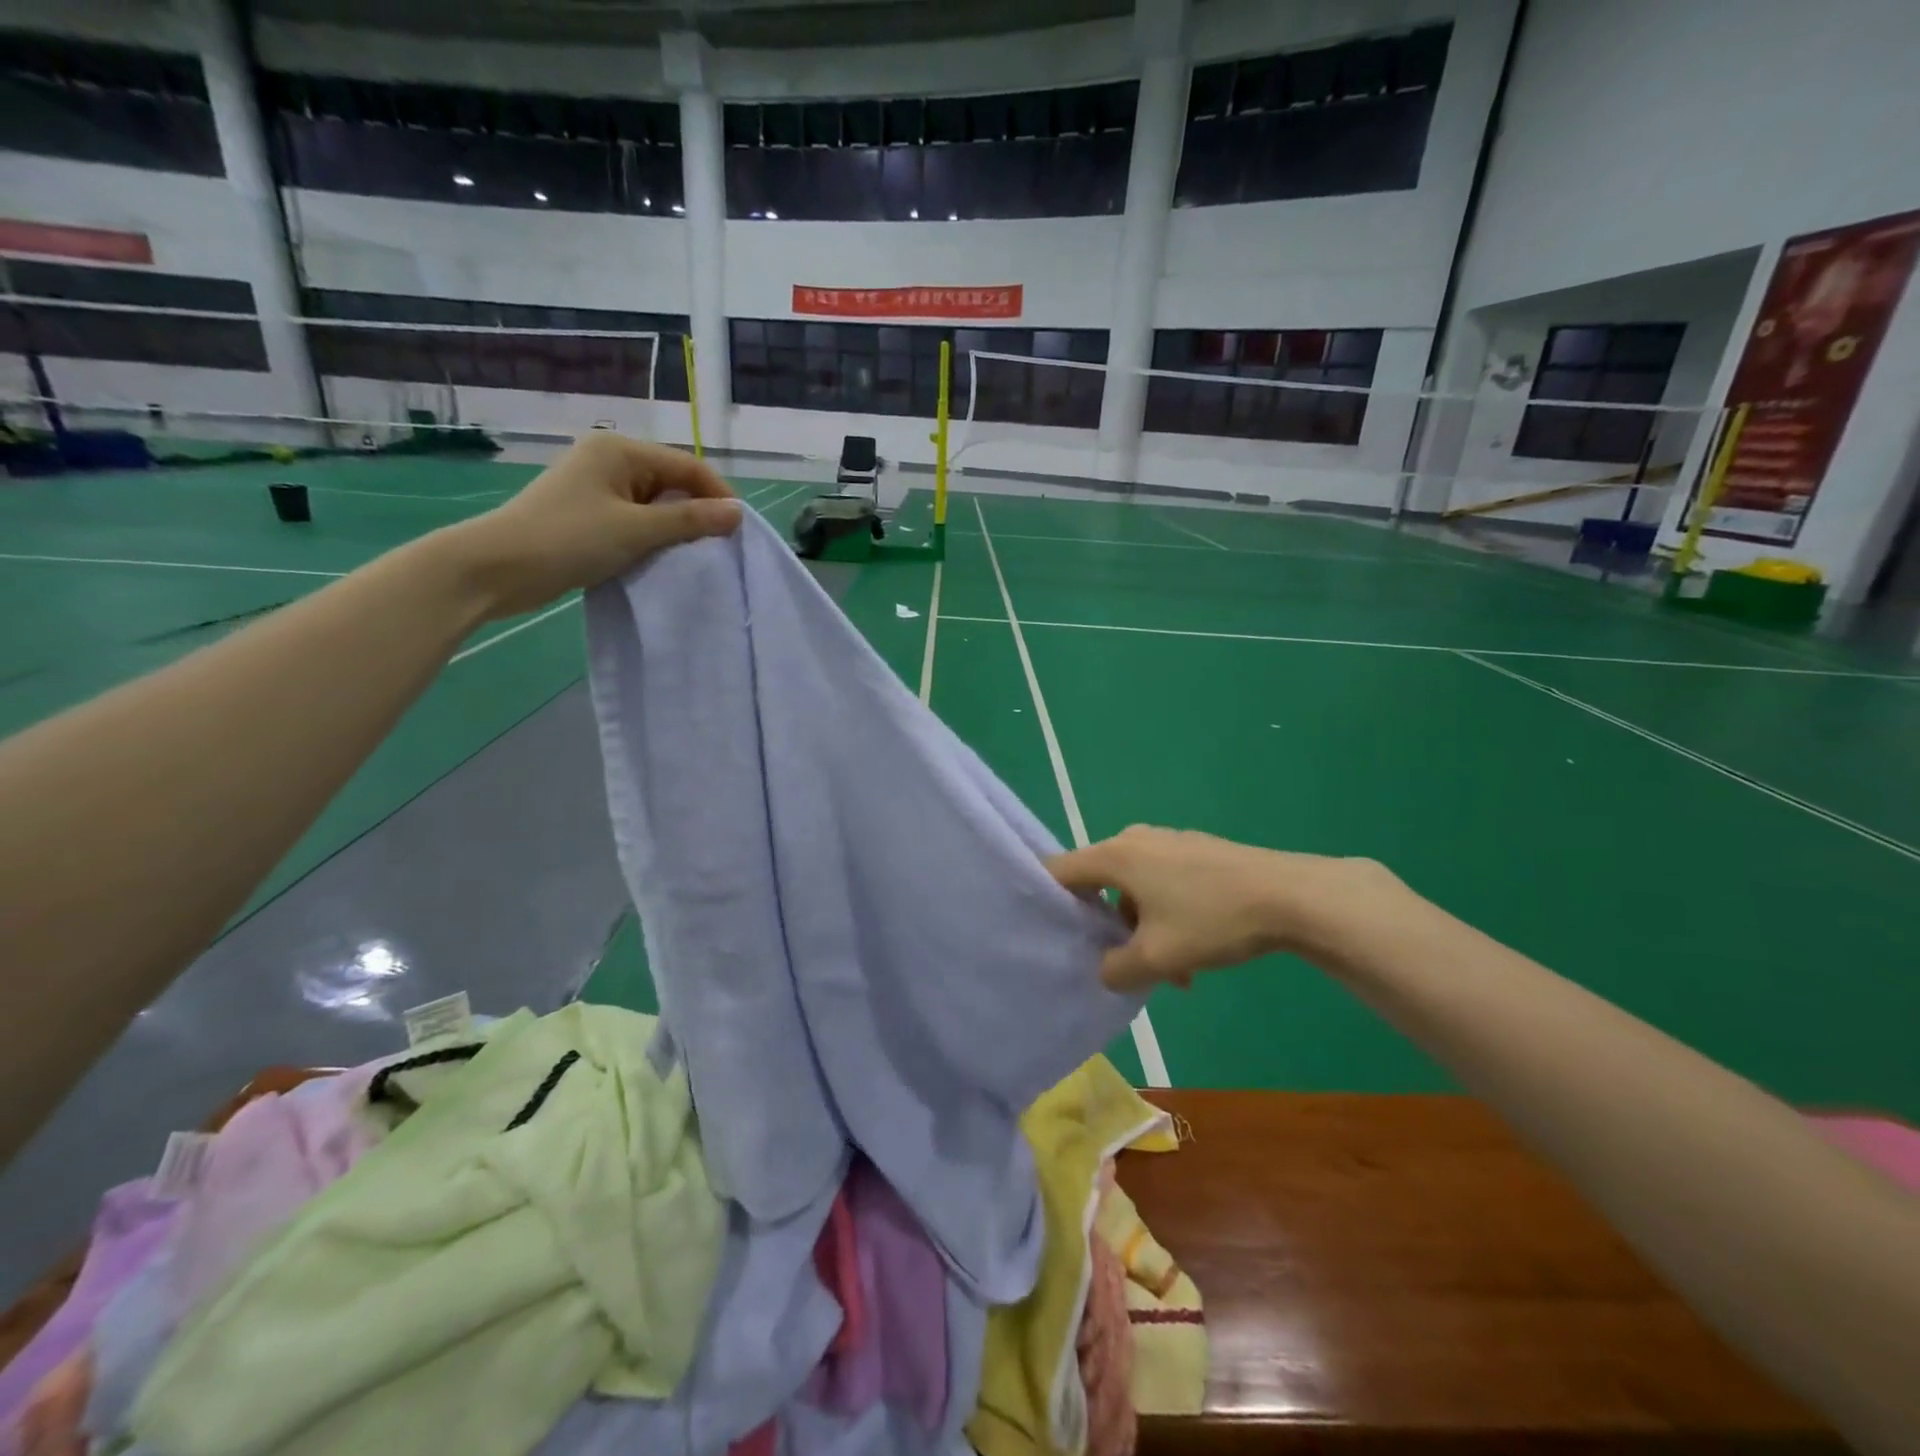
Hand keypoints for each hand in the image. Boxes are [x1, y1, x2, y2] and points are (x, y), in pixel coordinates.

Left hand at [450, 432, 742, 618]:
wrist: (497, 568)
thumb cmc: (569, 539)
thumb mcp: (637, 530)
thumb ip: (690, 519)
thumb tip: (738, 513)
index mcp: (620, 451)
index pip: (688, 466)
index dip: (718, 496)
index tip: (740, 532)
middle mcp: (611, 461)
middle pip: (673, 482)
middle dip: (698, 512)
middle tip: (720, 548)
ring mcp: (598, 488)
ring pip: (656, 504)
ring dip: (676, 528)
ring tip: (696, 556)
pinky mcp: (590, 514)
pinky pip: (637, 520)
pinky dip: (654, 537)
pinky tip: (663, 558)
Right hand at [1047, 826, 1399, 990]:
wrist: (1290, 895)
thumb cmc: (1212, 920)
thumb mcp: (1157, 957)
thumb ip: (1117, 969)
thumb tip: (1106, 970)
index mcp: (1115, 856)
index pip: (1059, 871)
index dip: (1047, 902)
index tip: (1051, 936)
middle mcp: (1135, 840)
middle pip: (1099, 884)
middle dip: (1107, 928)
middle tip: (1121, 963)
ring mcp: (1168, 843)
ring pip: (1135, 890)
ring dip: (1142, 929)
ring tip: (1173, 973)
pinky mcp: (1196, 851)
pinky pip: (1163, 884)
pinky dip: (1166, 916)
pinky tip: (1196, 953)